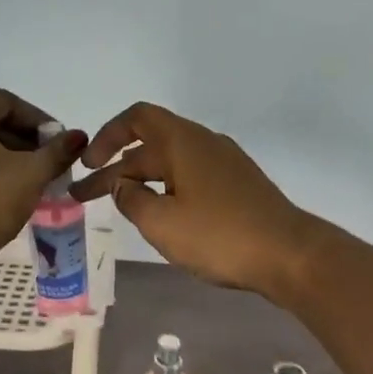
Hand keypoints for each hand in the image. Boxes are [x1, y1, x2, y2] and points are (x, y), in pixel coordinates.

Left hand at [0, 88, 85, 273]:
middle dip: (22, 140)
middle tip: (48, 163)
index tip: (60, 143)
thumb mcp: (30, 174)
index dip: (38, 120)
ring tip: (30, 180)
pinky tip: (2, 194)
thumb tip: (78, 137)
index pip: (5, 101)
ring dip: (3, 157)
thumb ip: (57, 151)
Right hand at [71, 102, 316, 299]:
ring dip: (139, 182)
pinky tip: (159, 215)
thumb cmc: (219, 235)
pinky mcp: (237, 186)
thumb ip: (132, 200)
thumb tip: (123, 186)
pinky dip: (165, 190)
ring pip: (170, 164)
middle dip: (114, 170)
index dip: (106, 136)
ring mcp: (224, 164)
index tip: (87, 165)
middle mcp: (204, 144)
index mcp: (183, 142)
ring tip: (118, 207)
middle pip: (149, 146)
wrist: (289, 254)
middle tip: (83, 198)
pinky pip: (189, 178)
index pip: (137, 119)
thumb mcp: (161, 222)